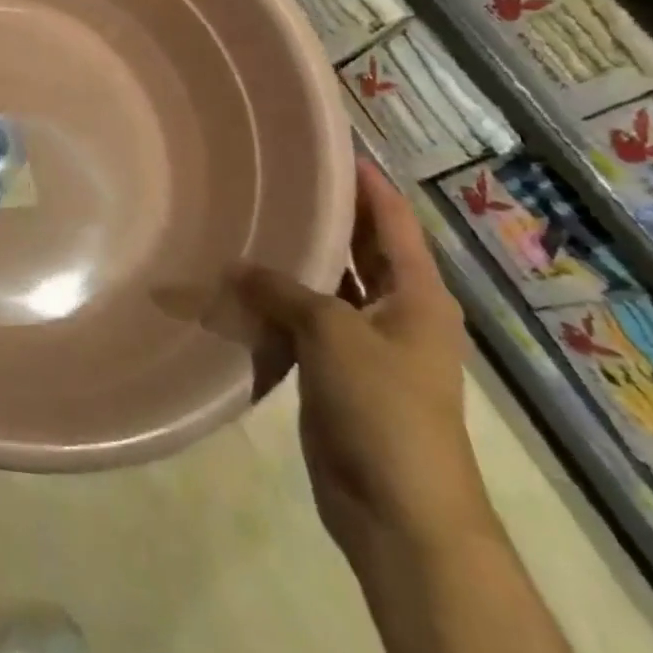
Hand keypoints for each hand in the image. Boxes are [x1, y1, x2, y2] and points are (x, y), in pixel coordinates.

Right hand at [237, 158, 496, 565]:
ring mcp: (365, 342)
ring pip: (326, 282)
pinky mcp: (335, 369)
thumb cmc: (383, 407)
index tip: (331, 143)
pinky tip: (238, 279)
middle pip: (360, 247)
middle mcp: (396, 310)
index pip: (392, 220)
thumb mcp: (332, 333)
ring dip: (294, 256)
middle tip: (274, 173)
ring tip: (248, 215)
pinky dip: (276, 298)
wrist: (398, 508)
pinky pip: (302, 318)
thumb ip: (281, 289)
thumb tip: (235, 266)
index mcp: (417, 295)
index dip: (366, 181)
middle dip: (325, 213)